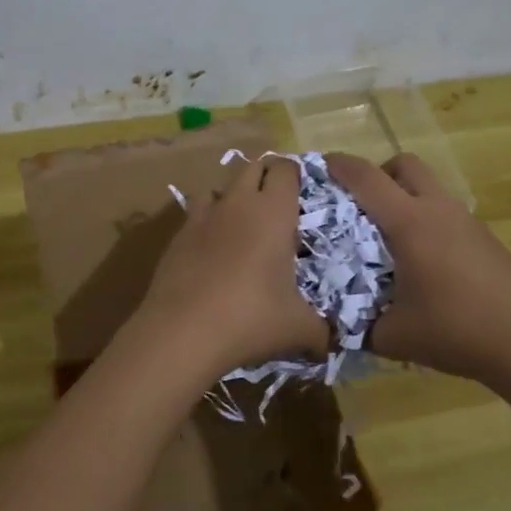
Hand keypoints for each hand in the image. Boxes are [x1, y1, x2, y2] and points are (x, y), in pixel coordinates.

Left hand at [132, 154, 328, 379]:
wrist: (182, 332)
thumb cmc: (250, 319)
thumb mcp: (298, 329)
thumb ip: (321, 331)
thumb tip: (333, 343)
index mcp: (273, 212)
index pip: (286, 170)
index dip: (296, 175)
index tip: (304, 193)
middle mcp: (237, 203)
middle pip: (252, 166)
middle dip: (266, 176)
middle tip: (279, 204)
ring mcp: (203, 216)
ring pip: (220, 186)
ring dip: (234, 195)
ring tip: (244, 221)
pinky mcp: (177, 235)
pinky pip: (197, 213)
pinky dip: (209, 220)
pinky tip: (213, 248)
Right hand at [327, 152, 510, 388]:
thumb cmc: (455, 330)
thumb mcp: (392, 336)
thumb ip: (358, 326)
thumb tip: (338, 327)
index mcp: (409, 223)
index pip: (366, 177)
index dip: (338, 165)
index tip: (318, 166)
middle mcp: (438, 210)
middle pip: (405, 165)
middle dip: (378, 174)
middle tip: (360, 205)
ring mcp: (466, 222)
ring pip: (429, 189)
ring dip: (405, 198)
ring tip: (389, 240)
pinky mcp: (485, 238)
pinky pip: (446, 214)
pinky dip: (427, 222)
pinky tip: (424, 264)